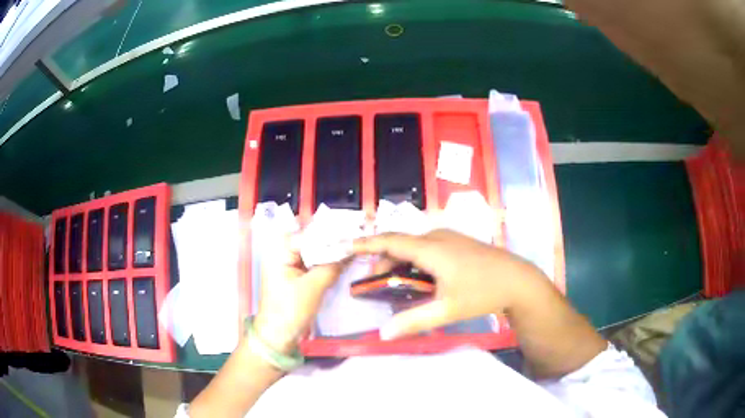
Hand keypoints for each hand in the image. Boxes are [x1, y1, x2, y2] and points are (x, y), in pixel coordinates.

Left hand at [254, 234, 346, 353]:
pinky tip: (343, 265)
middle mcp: (283, 253)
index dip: (331, 235)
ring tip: (354, 252)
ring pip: (314, 254)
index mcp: (279, 250)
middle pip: (312, 242)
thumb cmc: (290, 310)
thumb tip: (351, 251)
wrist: (278, 335)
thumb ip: (332, 266)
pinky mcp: (296, 276)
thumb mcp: (313, 287)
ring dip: (331, 255)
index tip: (353, 234)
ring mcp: (289, 265)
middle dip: (332, 244)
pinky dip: (326, 265)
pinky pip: (313, 265)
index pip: (309, 235)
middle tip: (357, 243)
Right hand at [353, 229, 547, 338]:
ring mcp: (450, 238)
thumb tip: (383, 333)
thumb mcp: (447, 310)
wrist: (518, 280)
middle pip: (401, 244)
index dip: (366, 243)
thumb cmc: (482, 292)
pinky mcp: (458, 243)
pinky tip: (419, 278)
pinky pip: (427, 247)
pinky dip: (414, 260)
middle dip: (383, 261)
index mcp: (431, 249)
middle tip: (373, 284)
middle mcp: (438, 237)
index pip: (390, 241)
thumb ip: (413, 321)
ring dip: (400, 261)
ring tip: (393, 283)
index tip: (345, 246)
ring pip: (414, 246)